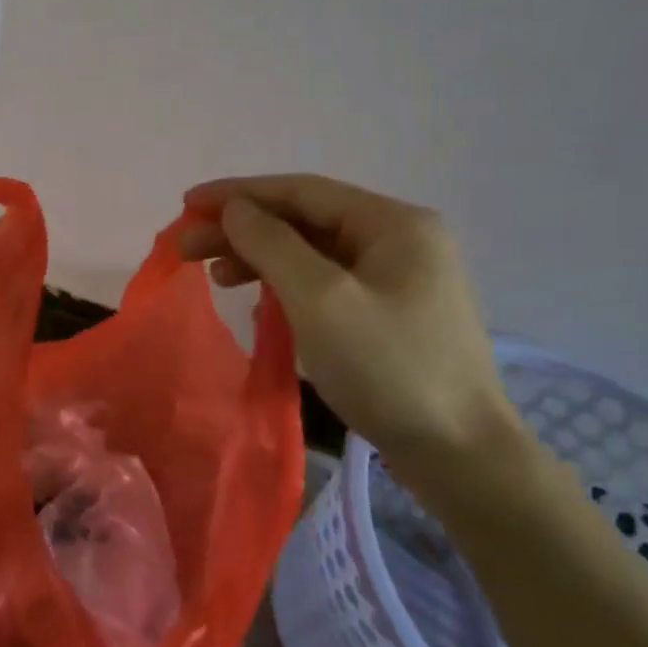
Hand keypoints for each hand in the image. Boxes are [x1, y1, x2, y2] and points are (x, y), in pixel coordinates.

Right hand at [180, 174, 519, 473]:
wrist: (460, 454)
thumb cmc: (388, 367)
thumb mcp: (320, 299)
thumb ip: (272, 245)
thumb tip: (235, 209)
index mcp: (392, 223)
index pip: (301, 191)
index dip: (238, 194)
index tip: (187, 204)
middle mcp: (398, 240)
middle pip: (304, 221)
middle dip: (243, 231)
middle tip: (187, 248)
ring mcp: (396, 279)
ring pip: (312, 253)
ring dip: (260, 259)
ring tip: (216, 276)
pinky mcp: (388, 314)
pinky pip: (325, 285)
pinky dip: (285, 288)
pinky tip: (258, 305)